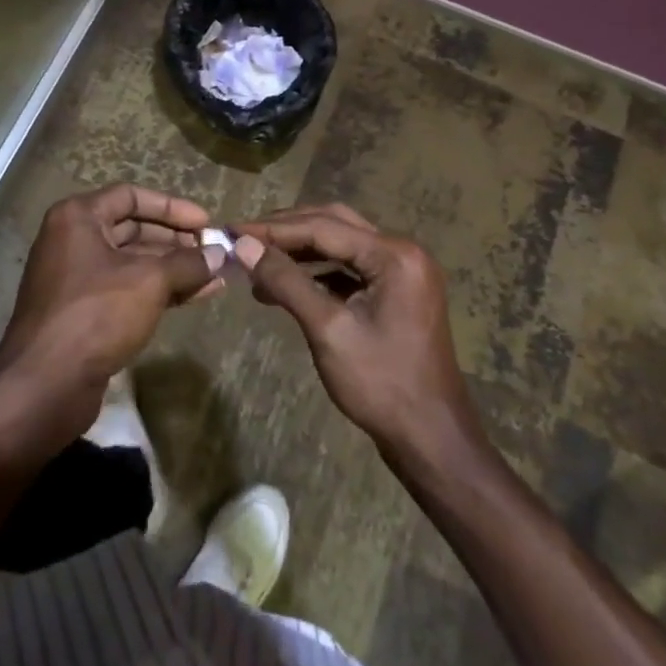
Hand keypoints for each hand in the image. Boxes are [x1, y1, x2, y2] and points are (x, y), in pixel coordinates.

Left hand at [0, 184, 222, 428]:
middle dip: (176, 241)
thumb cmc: (95, 314)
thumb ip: (186, 263)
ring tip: (214, 277)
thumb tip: (219, 254)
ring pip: (133, 263)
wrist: (44, 386)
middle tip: (212, 252)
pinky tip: (195, 297)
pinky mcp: (83, 312)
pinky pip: (127, 290)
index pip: (131, 196)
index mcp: (78, 217)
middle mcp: (73, 240)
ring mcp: (76, 278)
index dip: (171, 207)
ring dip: (173, 269)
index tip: (205, 222)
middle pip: (133, 229)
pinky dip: (159, 291)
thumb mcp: (149, 282)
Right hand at [233, 203, 477, 459]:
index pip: (323, 226)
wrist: (432, 441)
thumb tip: (243, 246)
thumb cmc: (382, 386)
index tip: (233, 232)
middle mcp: (402, 251)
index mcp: (393, 254)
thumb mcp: (328, 330)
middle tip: (244, 239)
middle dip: (286, 231)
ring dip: (300, 250)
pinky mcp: (397, 291)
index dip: (274, 229)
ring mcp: (402, 271)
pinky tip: (286, 284)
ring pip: (341, 244)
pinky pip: (351, 267)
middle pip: (333, 224)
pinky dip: (318, 271)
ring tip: (257, 262)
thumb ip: (286, 281)